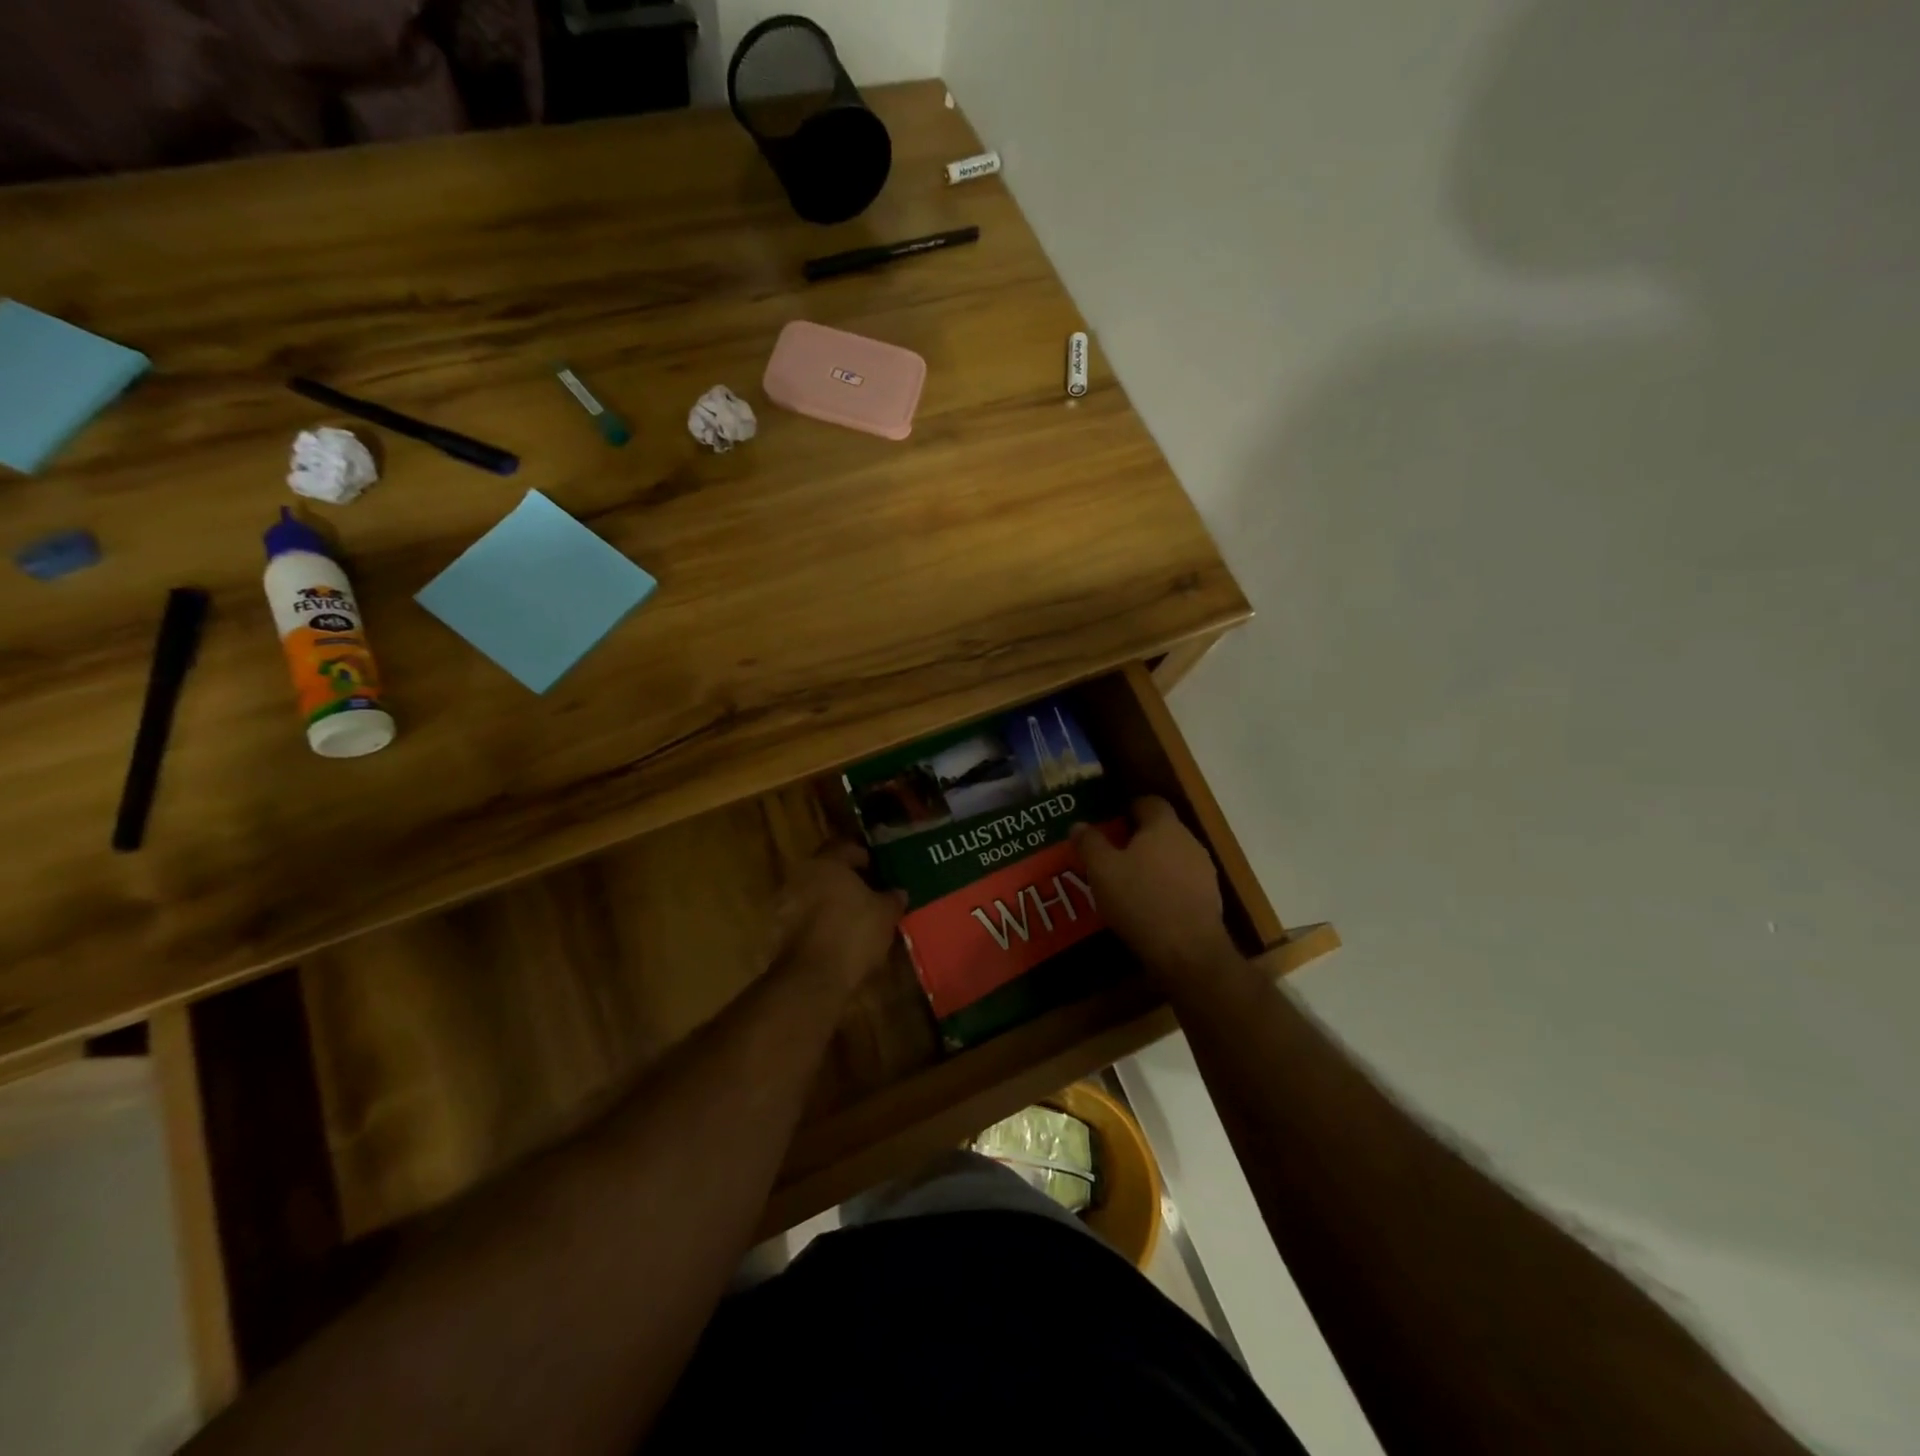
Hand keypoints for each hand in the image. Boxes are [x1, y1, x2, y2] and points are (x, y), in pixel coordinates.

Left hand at [769, 842, 907, 994]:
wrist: (813, 978)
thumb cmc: (854, 933)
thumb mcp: (886, 914)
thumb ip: (892, 898)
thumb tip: (897, 892)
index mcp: (827, 862)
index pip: (847, 847)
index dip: (865, 856)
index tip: (879, 868)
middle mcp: (801, 876)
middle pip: (827, 871)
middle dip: (847, 880)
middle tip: (869, 891)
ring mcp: (786, 904)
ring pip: (814, 895)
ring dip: (831, 902)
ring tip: (855, 916)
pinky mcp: (779, 931)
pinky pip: (805, 918)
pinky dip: (820, 922)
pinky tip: (839, 935)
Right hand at [1073, 797, 1234, 981]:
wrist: (1188, 952)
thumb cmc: (1140, 900)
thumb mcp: (1102, 871)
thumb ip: (1090, 844)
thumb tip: (1078, 825)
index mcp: (1164, 826)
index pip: (1150, 802)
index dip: (1130, 808)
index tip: (1112, 821)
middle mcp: (1189, 841)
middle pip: (1163, 830)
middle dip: (1139, 839)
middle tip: (1112, 855)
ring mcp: (1204, 871)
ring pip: (1174, 858)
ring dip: (1154, 865)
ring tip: (1128, 884)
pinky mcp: (1210, 900)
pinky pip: (1183, 883)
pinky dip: (1166, 889)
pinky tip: (1148, 908)